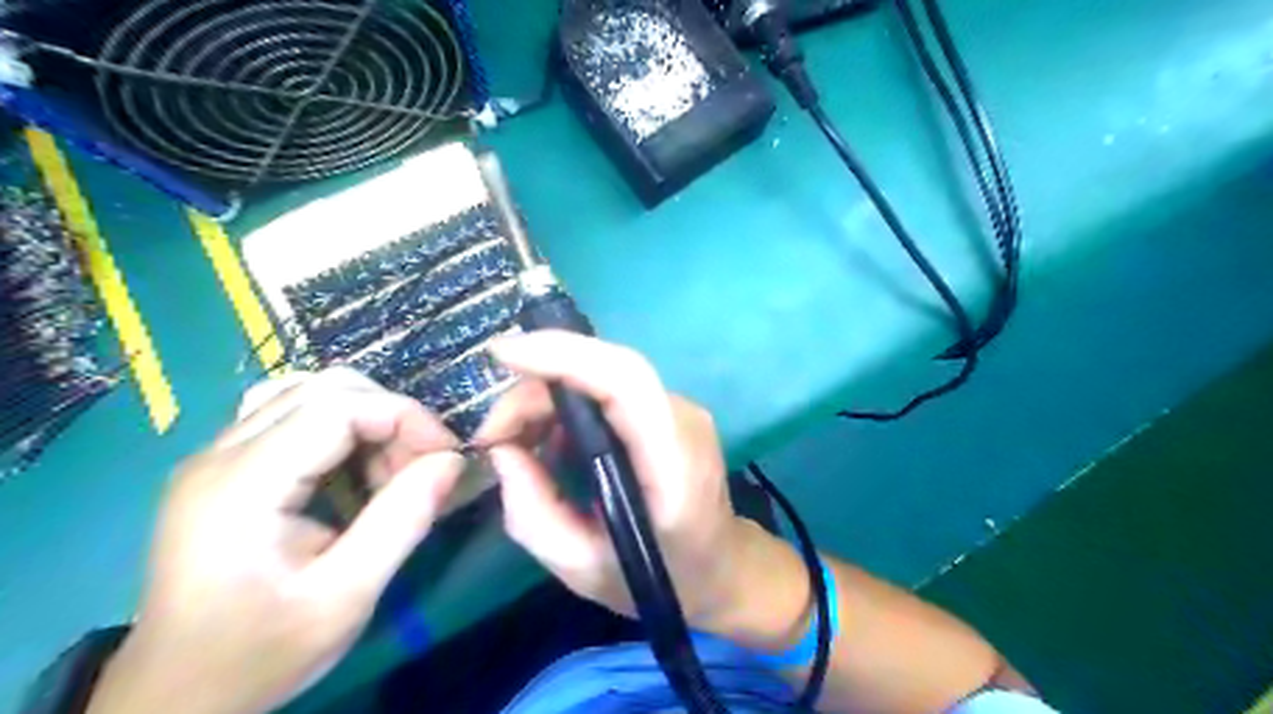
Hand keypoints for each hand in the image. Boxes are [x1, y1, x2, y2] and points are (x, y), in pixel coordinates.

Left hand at [90, 370, 466, 713]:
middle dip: (390, 416)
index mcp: (241, 484)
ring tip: (388, 469)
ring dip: (366, 418)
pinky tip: (351, 468)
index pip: (338, 404)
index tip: (446, 456)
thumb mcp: (345, 597)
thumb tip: (452, 461)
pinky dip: (338, 427)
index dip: (404, 416)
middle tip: (421, 467)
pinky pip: (290, 415)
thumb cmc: (261, 653)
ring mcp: (215, 456)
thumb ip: (402, 521)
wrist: (176, 696)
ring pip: (308, 392)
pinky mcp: (222, 467)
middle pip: (324, 388)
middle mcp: (219, 453)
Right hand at [477, 332, 803, 645]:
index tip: (504, 355)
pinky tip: (548, 440)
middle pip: (606, 371)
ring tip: (514, 442)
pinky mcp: (668, 410)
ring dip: (549, 397)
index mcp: (674, 464)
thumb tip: (501, 450)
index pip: (627, 381)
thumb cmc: (659, 578)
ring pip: (603, 376)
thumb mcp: (582, 569)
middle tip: (493, 435)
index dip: (565, 355)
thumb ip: (532, 513)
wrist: (721, 567)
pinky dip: (568, 406)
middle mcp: (683, 420)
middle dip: (538, 388)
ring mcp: (680, 409)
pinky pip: (609, 391)